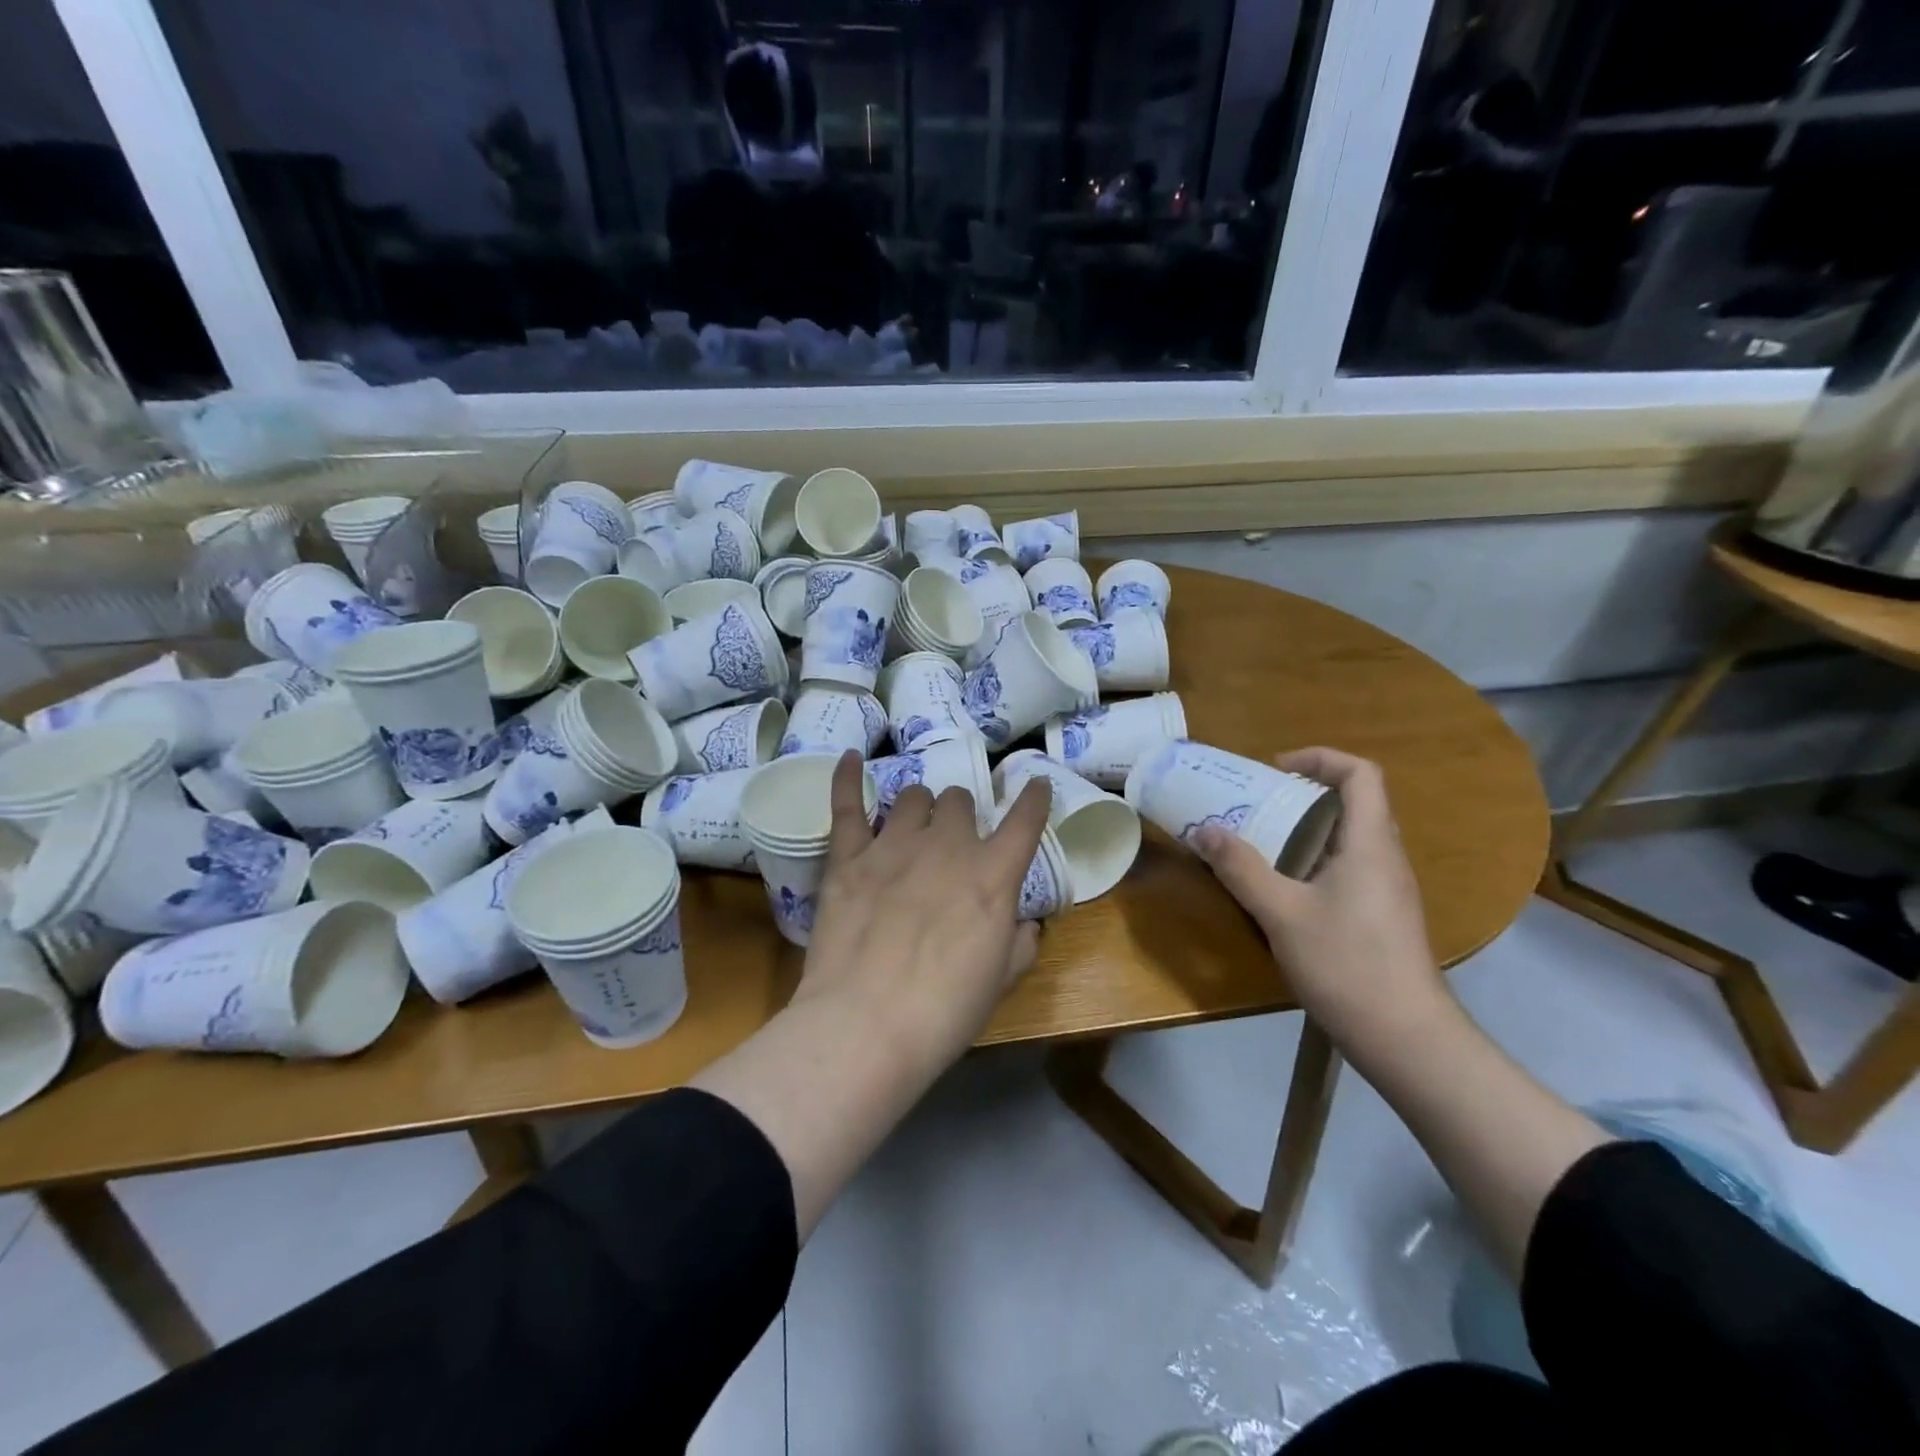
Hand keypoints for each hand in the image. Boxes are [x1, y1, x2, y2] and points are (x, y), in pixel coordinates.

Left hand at [797, 751, 1050, 1071]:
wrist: (867, 1024)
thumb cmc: (945, 1011)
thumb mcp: (1001, 982)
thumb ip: (1020, 943)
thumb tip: (1024, 923)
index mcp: (993, 875)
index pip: (1024, 821)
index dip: (1034, 799)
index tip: (1036, 785)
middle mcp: (947, 846)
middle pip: (959, 801)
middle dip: (961, 816)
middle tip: (954, 842)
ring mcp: (893, 846)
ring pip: (912, 796)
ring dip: (919, 808)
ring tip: (913, 827)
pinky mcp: (848, 857)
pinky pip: (847, 805)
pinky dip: (849, 778)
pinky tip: (852, 758)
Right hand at [1192, 747, 1447, 1061]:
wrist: (1405, 1038)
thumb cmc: (1346, 965)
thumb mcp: (1281, 913)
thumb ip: (1241, 868)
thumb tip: (1204, 831)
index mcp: (1370, 844)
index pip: (1361, 774)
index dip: (1320, 758)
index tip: (1276, 770)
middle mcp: (1386, 857)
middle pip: (1354, 802)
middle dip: (1304, 794)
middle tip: (1257, 803)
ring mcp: (1388, 889)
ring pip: (1350, 837)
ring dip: (1307, 829)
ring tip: (1261, 840)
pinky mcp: (1382, 915)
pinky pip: (1348, 866)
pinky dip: (1314, 859)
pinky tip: (1284, 888)